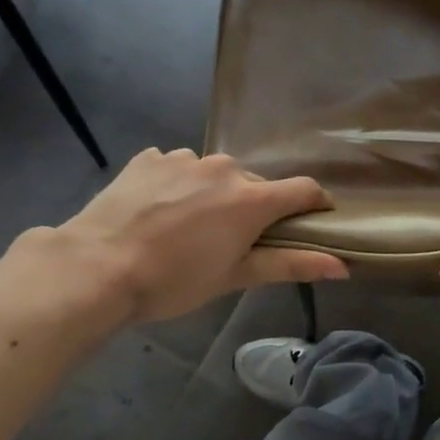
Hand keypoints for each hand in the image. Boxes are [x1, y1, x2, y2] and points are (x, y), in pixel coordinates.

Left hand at [10, 148, 347, 330]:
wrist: (96, 267)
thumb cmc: (174, 281)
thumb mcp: (236, 276)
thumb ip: (292, 265)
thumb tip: (343, 267)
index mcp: (251, 199)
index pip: (304, 189)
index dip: (315, 204)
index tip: (314, 220)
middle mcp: (224, 168)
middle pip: (256, 185)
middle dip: (255, 208)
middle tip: (235, 241)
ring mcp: (183, 158)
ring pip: (216, 175)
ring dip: (215, 195)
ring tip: (190, 227)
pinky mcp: (149, 158)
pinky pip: (178, 167)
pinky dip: (180, 185)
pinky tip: (159, 212)